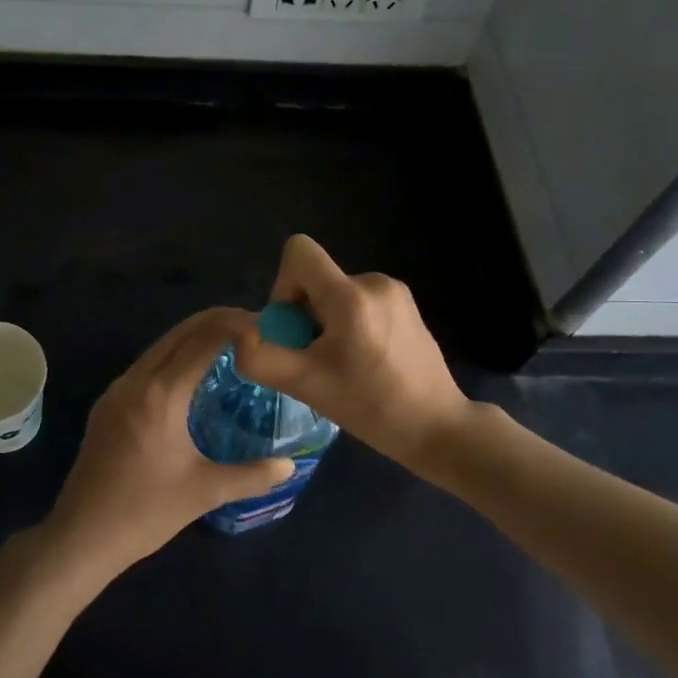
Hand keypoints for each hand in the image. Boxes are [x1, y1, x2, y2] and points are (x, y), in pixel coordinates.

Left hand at [39, 307, 295, 581]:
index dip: (235, 325)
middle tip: (252, 327)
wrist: (80, 537)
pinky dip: (174, 358)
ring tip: (228, 346)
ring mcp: (116, 391)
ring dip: (192, 338)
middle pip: (179, 333)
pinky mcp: (106, 406)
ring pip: (159, 348)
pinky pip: (146, 367)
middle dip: (216, 322)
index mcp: (160, 394)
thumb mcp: (205, 492)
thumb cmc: (145, 512)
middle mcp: (135, 381)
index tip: (264, 326)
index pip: (203, 339)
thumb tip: (290, 466)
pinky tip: (191, 377)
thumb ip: (252, 475)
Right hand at [232, 234, 472, 470]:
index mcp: (350, 295)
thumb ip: (261, 357)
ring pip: (335, 293)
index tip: (295, 330)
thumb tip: (240, 335)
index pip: (298, 251)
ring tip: (344, 365)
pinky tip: (365, 361)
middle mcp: (374, 281)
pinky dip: (349, 325)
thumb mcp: (306, 386)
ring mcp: (395, 291)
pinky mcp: (406, 305)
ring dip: (326, 323)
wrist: (437, 427)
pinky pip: (358, 301)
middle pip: (315, 278)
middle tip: (319, 360)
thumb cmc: (371, 408)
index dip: (283, 286)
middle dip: (305, 315)